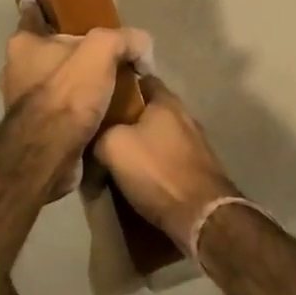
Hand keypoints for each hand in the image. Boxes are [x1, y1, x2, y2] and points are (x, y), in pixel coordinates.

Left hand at [0, 0, 151, 197]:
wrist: (50, 154)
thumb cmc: (67, 94)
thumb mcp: (102, 51)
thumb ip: (124, 39)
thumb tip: (144, 49)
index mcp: (24, 44)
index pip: (32, 14)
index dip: (41, 4)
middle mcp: (16, 69)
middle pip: (47, 50)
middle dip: (69, 50)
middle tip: (100, 51)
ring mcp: (22, 101)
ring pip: (53, 82)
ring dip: (74, 83)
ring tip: (105, 85)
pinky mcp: (34, 129)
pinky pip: (59, 110)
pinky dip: (75, 109)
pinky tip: (99, 113)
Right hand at [96, 77, 236, 248]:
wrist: (201, 216)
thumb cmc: (157, 171)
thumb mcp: (112, 146)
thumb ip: (99, 132)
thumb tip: (94, 136)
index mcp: (166, 100)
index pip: (141, 78)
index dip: (119, 83)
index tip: (100, 94)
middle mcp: (184, 115)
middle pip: (149, 108)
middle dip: (127, 117)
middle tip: (102, 128)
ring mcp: (195, 142)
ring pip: (159, 134)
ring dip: (141, 142)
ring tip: (117, 155)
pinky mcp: (199, 168)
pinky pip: (168, 156)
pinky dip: (154, 162)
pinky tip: (139, 175)